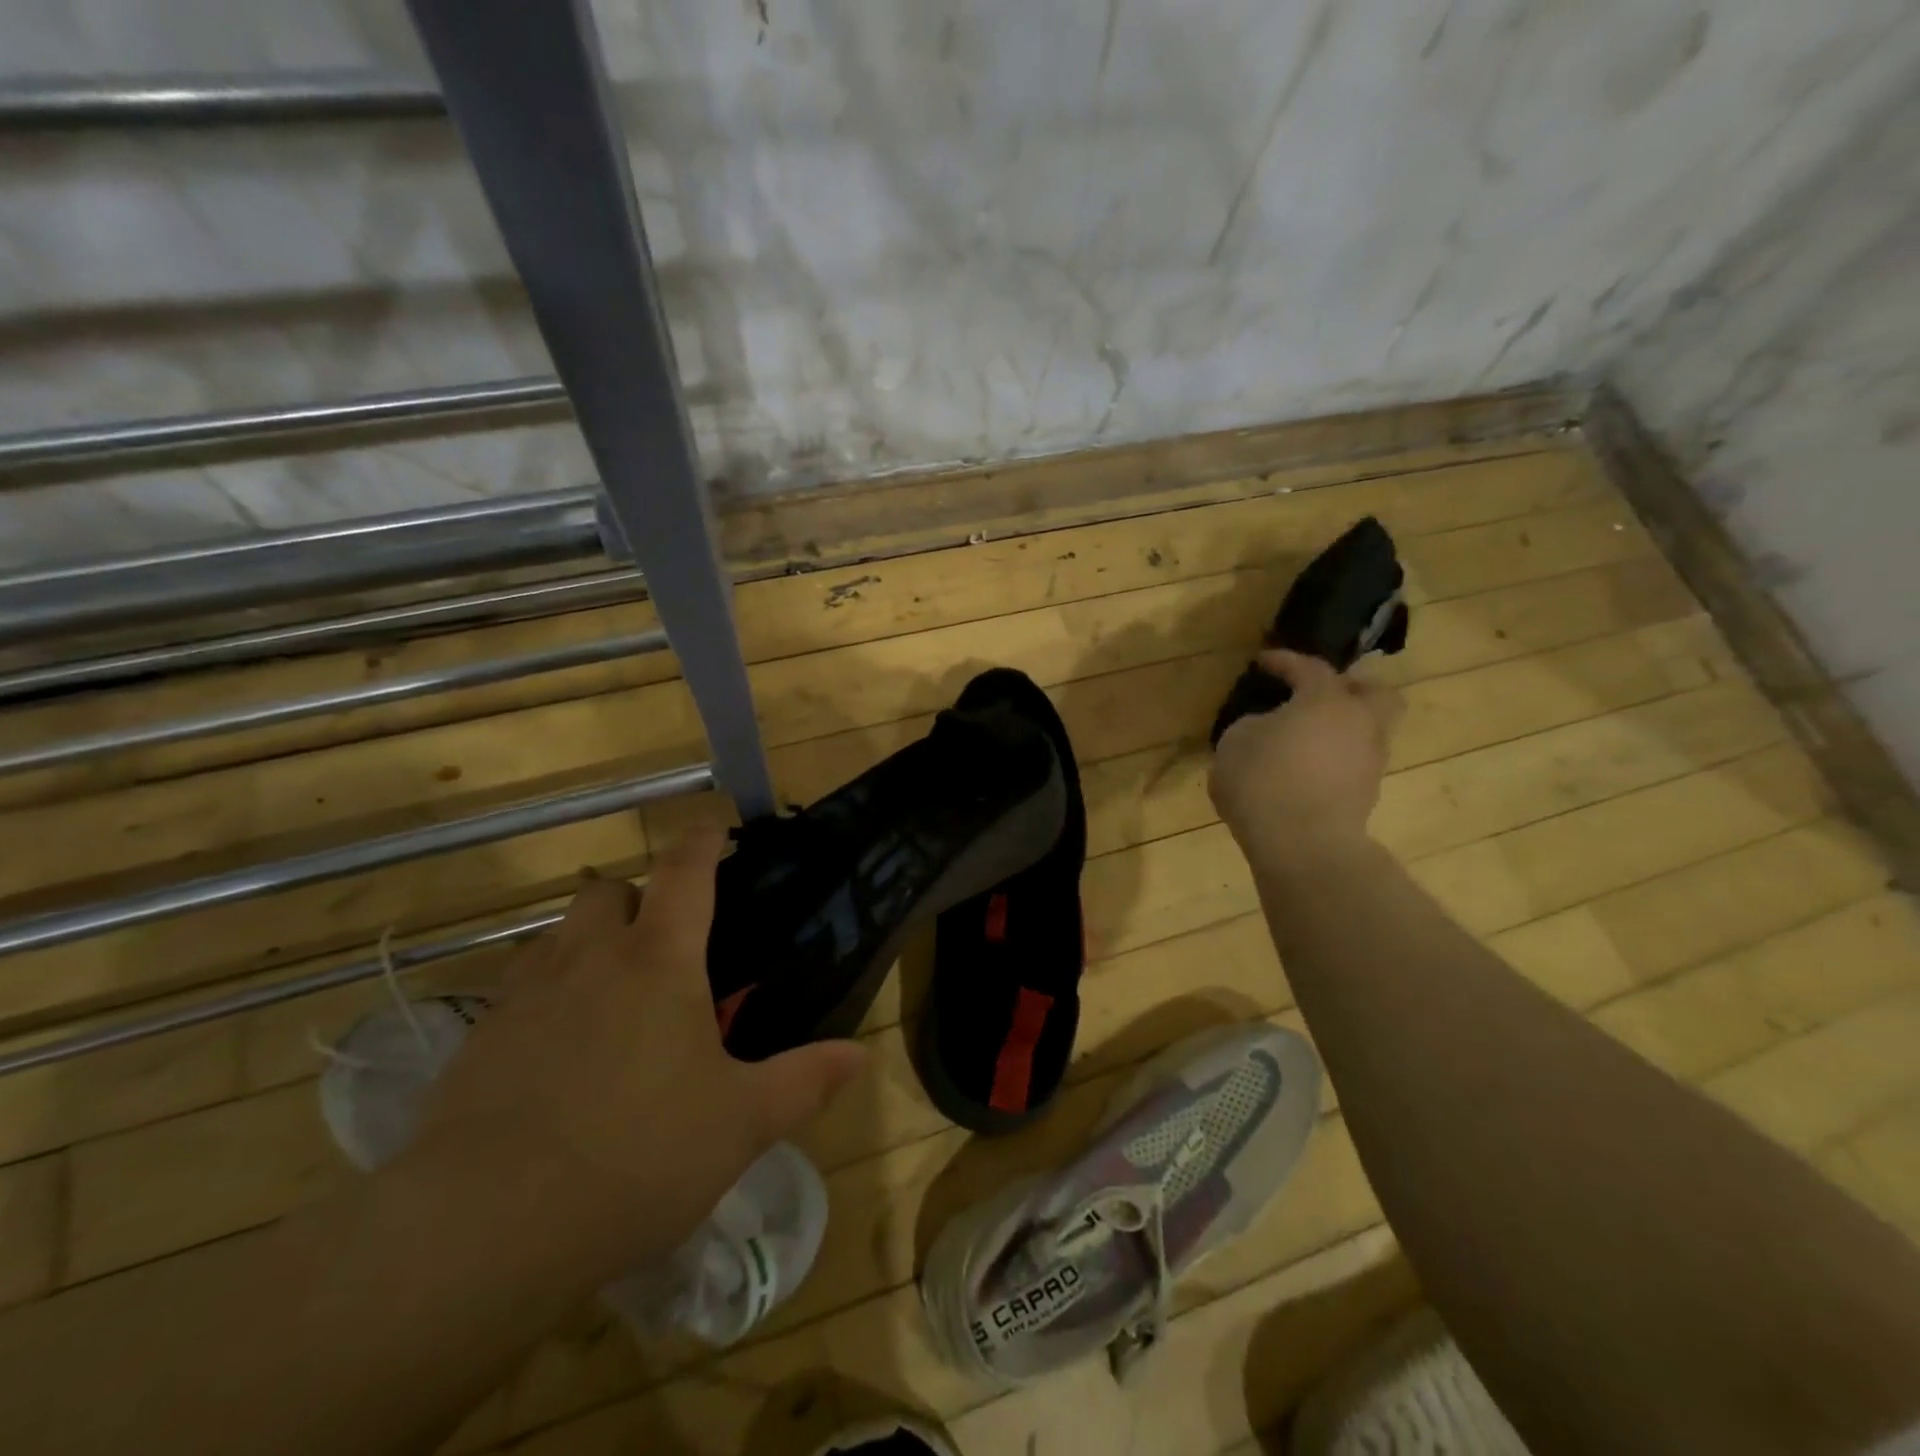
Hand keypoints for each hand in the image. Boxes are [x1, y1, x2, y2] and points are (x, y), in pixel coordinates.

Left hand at [402, 826, 864, 1283]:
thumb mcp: (741, 1123)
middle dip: (638, 899)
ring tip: (611, 995)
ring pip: (558, 934)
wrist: (484, 1228)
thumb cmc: (638, 1157)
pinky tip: (558, 1049)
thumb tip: (860, 1053)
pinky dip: (546, 992)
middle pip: (608, 891)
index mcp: (660, 960)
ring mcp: (526, 994)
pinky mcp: (478, 1039)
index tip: (713, 828)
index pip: (685, 872)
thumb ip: (805, 1080)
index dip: (702, 841)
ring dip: (588, 942)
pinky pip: (519, 987)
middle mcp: (590, 958)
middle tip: (664, 945)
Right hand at [1209, 650, 1402, 862]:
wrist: (1302, 846)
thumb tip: (1268, 728)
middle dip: (1350, 688)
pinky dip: (1336, 758)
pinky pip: (1354, 762)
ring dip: (1342, 727)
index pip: (1309, 668)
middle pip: (1373, 692)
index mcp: (1326, 701)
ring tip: (1307, 738)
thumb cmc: (1262, 782)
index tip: (1263, 661)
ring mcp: (1370, 761)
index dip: (1284, 661)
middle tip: (1318, 694)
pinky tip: (1306, 769)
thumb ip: (1253, 725)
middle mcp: (1359, 723)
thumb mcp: (1235, 743)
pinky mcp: (1367, 795)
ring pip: (1368, 730)